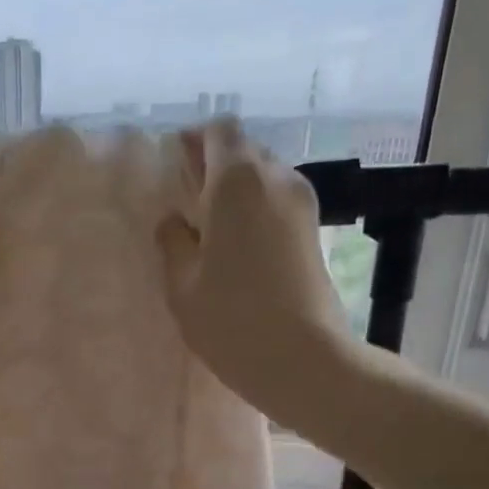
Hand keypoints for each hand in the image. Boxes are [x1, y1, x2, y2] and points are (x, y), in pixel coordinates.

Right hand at [158, 122, 350, 420]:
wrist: (302, 358)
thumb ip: (173, 243)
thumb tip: (175, 221)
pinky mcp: (315, 232)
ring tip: (214, 234)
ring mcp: (302, 204)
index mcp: (237, 180)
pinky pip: (278, 205)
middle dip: (215, 168)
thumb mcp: (182, 285)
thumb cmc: (231, 319)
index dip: (195, 142)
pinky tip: (240, 252)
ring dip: (238, 195)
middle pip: (244, 152)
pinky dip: (257, 214)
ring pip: (264, 179)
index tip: (176, 168)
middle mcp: (276, 178)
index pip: (219, 131)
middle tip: (190, 206)